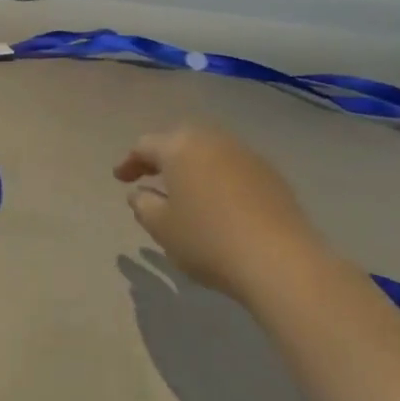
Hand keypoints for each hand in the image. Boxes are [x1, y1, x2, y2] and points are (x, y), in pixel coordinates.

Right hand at [114, 124, 324, 298]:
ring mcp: (247, 155)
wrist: (279, 260)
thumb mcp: (161, 227)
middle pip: (181, 140)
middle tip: (150, 176)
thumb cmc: (207, 240)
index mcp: (180, 148)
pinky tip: (217, 201)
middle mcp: (213, 141)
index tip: (120, 180)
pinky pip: (233, 167)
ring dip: (192, 165)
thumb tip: (140, 193)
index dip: (129, 162)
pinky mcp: (271, 175)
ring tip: (184, 189)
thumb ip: (143, 205)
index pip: (146, 146)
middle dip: (163, 156)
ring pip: (210, 151)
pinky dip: (218, 177)